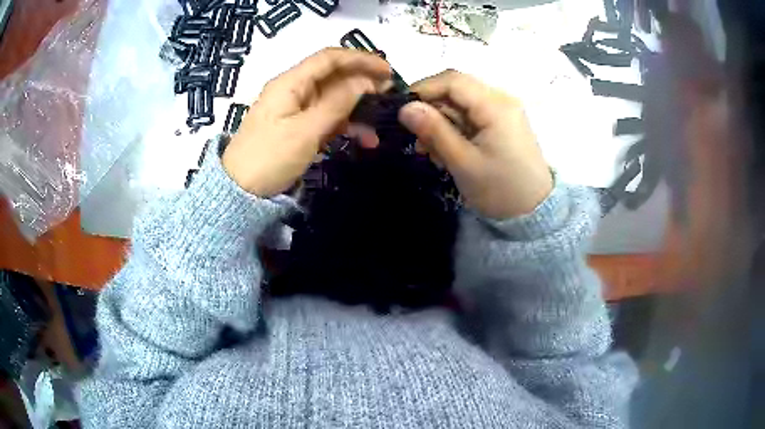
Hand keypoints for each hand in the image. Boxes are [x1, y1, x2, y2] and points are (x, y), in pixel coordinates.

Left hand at [222, 48, 390, 196]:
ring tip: (379, 124)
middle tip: (389, 96)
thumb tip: (364, 81)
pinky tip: (363, 138)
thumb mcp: (306, 130)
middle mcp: (293, 90)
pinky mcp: (297, 128)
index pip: (329, 59)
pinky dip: (345, 125)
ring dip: (356, 108)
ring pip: (333, 99)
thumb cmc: (270, 158)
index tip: (387, 70)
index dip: (360, 59)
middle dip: (362, 83)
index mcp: (290, 83)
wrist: (240, 193)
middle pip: (333, 77)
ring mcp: (295, 110)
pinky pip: (326, 118)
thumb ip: (337, 103)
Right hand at [398, 70, 552, 219]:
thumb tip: (405, 107)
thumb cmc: (500, 190)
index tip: (402, 111)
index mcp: (495, 105)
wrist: (534, 212)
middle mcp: (501, 99)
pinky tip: (447, 151)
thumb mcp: (463, 162)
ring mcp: (503, 111)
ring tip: (430, 151)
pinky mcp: (503, 123)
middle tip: (417, 138)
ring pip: (461, 103)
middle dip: (432, 109)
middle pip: (456, 90)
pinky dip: (455, 129)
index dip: (423, 89)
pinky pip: (472, 116)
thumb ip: (434, 131)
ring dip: (441, 122)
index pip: (452, 80)